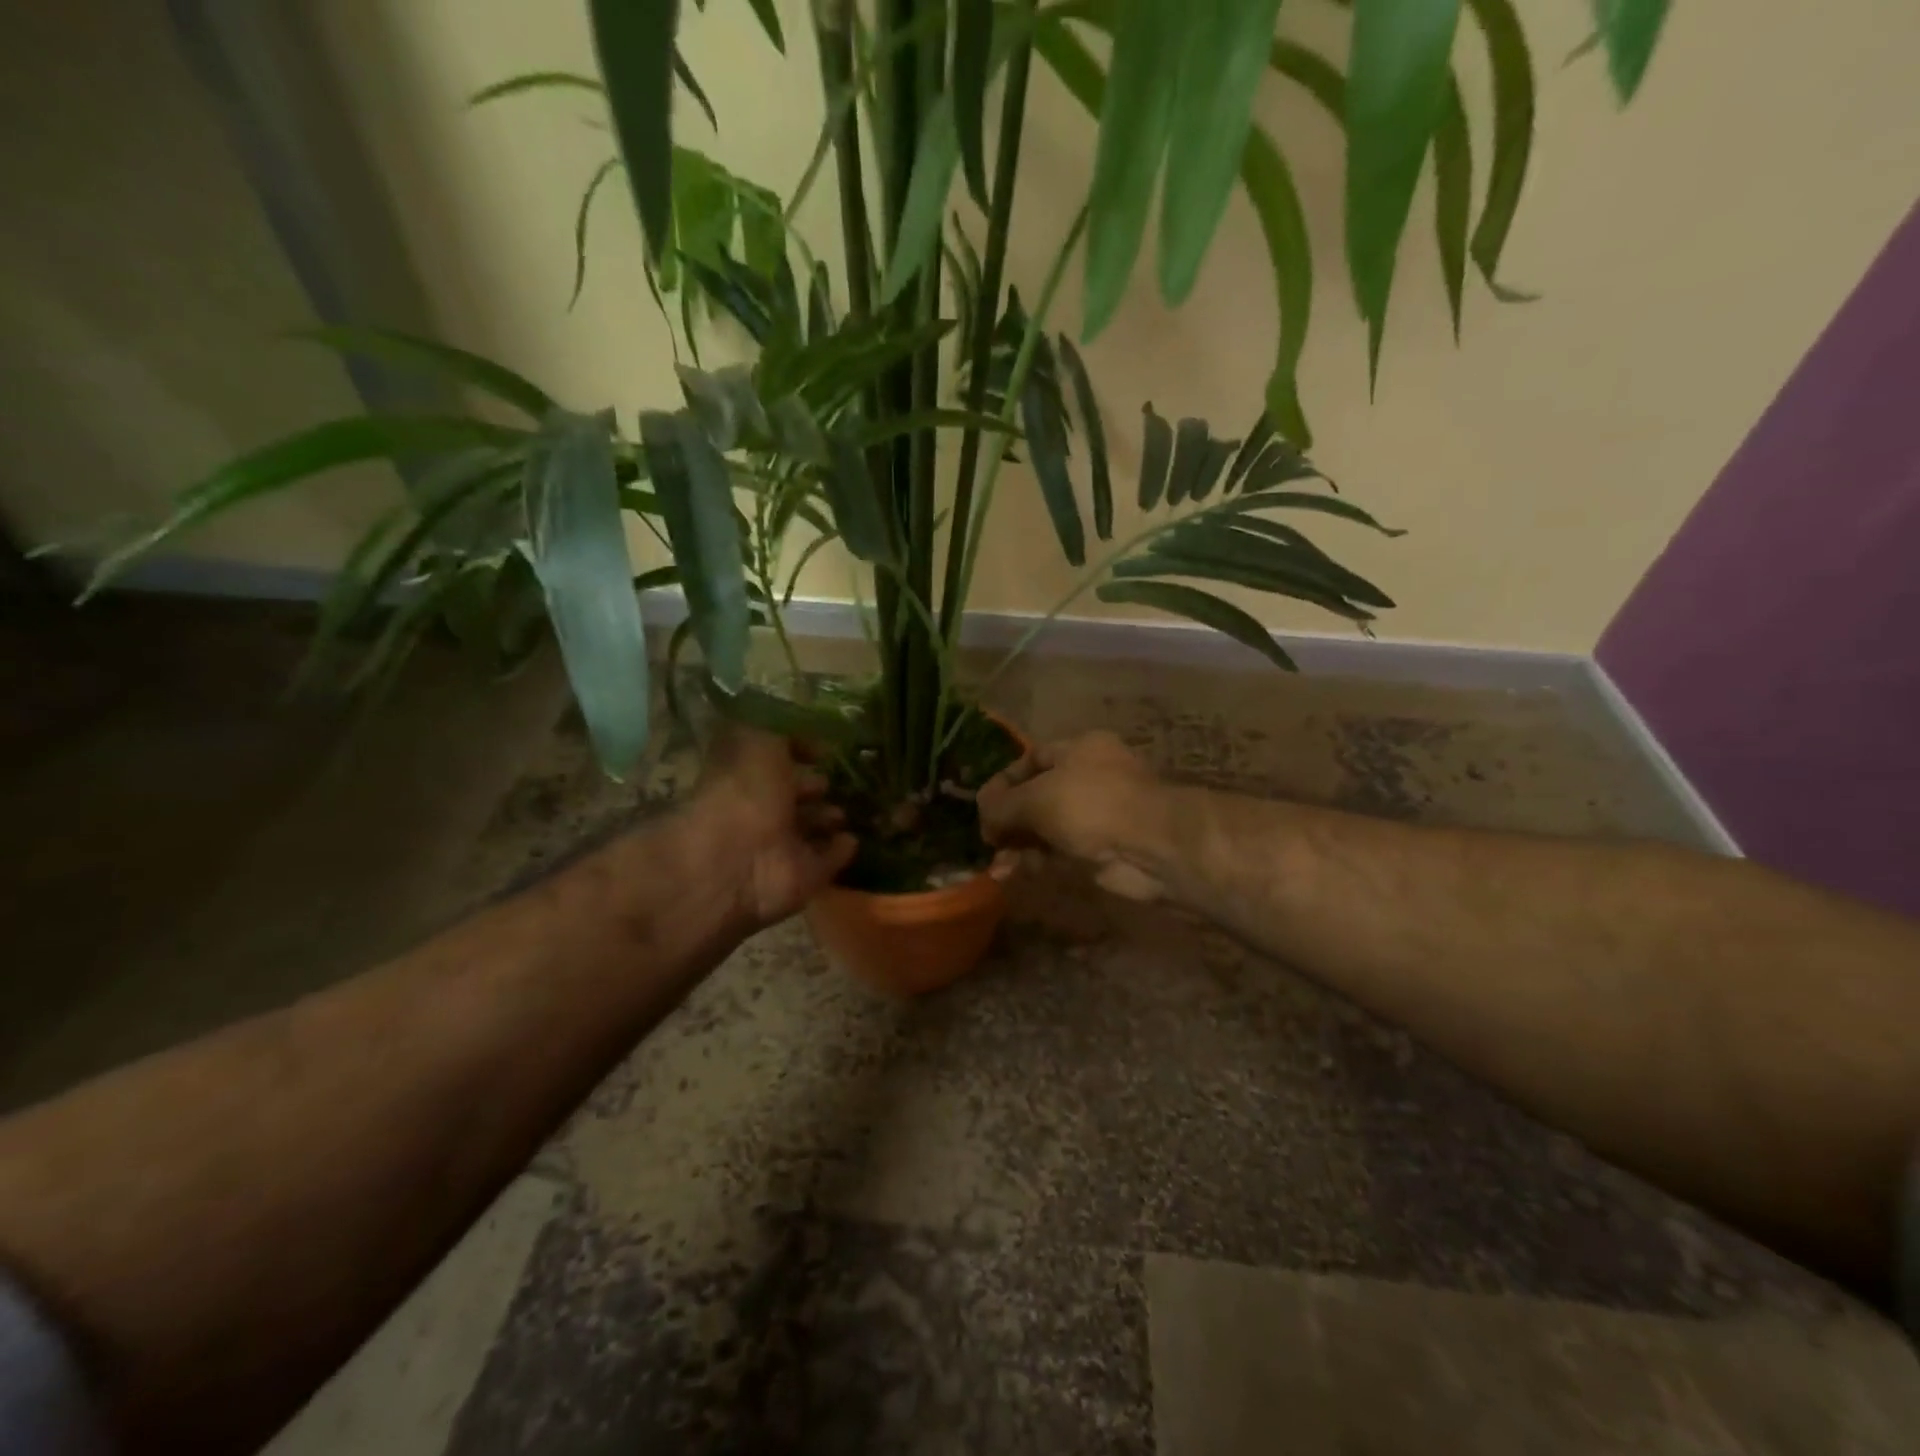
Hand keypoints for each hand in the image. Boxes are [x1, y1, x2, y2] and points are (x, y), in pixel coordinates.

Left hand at [690, 725, 856, 928]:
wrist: (737, 860)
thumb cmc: (744, 792)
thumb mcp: (760, 740)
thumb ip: (785, 732)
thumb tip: (812, 738)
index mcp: (747, 778)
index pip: (775, 762)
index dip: (797, 753)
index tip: (825, 750)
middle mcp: (763, 812)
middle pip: (792, 796)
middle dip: (815, 787)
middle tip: (841, 780)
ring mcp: (783, 847)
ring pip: (811, 828)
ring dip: (829, 818)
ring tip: (851, 809)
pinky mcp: (804, 877)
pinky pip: (827, 860)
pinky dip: (840, 850)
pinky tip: (854, 839)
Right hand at [977, 732, 1169, 901]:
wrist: (1152, 846)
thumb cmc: (1091, 805)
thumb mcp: (1037, 798)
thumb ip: (1002, 804)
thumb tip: (981, 812)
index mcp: (1079, 749)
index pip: (1031, 759)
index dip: (1003, 782)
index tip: (981, 807)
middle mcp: (1087, 778)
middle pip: (1037, 796)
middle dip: (1008, 819)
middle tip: (987, 839)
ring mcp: (1095, 816)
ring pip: (1046, 828)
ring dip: (1019, 844)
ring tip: (997, 864)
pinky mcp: (1099, 850)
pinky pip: (1059, 852)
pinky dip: (1036, 861)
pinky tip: (1013, 873)